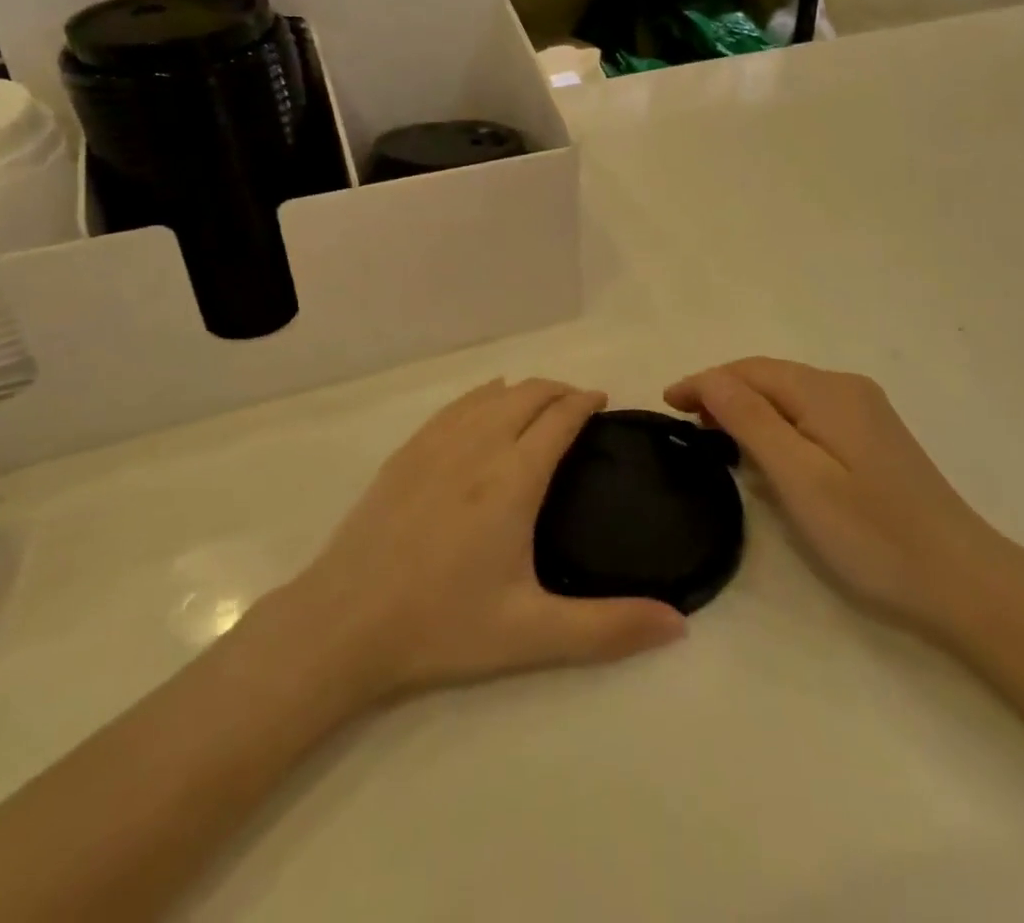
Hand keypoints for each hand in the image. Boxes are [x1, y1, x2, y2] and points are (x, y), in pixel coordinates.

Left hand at [273, 379, 686, 707]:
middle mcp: (479, 445)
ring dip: (524, 389)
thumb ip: (609, 628)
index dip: (585, 402)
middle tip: (579, 406)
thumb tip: (679, 625)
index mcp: (513, 478)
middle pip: (528, 393)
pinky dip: (484, 394)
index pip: (559, 418)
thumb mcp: (533, 634)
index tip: (603, 402)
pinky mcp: (407, 451)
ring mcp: (437, 443)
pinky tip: (486, 404)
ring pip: (491, 393)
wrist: (344, 622)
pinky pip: (456, 404)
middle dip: (560, 390)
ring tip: (541, 404)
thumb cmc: (443, 626)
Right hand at [665, 358, 1009, 634]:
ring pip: (789, 395)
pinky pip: (809, 413)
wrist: (965, 582)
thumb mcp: (800, 479)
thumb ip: (751, 421)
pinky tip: (765, 448)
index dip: (704, 382)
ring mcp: (865, 411)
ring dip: (748, 407)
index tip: (665, 404)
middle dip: (722, 391)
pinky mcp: (874, 437)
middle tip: (684, 422)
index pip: (749, 371)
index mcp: (826, 391)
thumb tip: (710, 378)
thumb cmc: (872, 535)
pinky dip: (776, 422)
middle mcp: (846, 388)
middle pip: (769, 377)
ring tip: (713, 434)